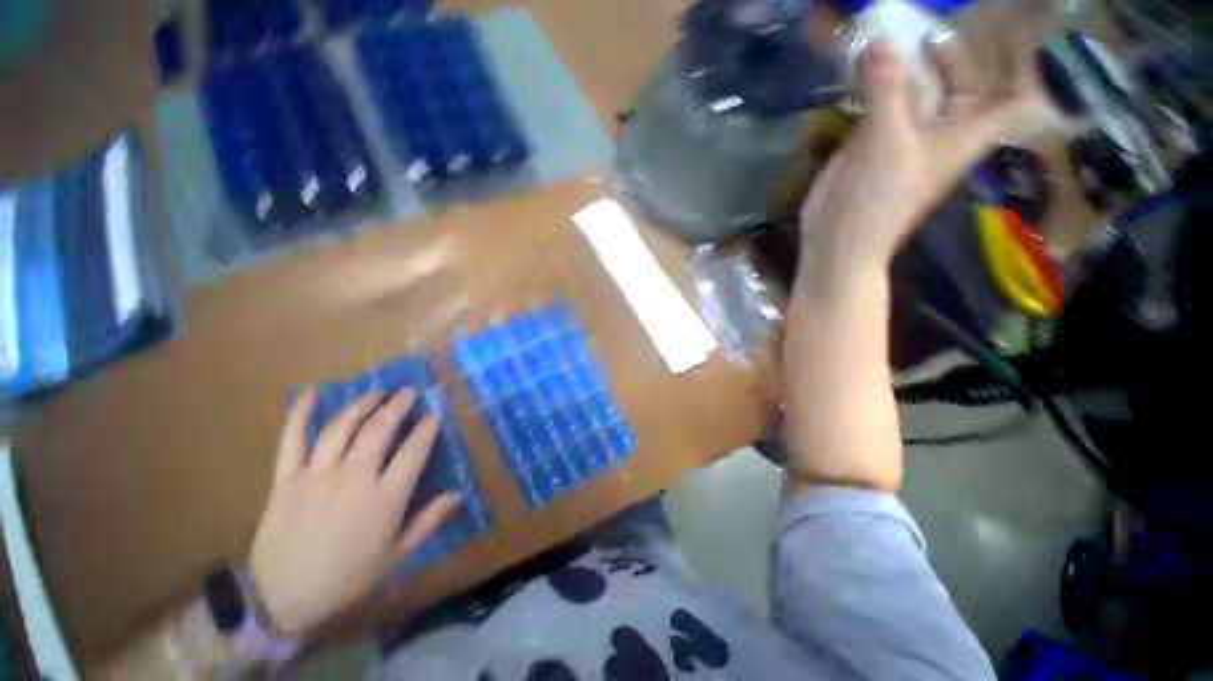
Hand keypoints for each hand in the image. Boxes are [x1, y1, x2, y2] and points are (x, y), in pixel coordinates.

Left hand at [249, 388, 461, 635]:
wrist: (282, 598)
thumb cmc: (347, 578)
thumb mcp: (396, 555)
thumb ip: (429, 521)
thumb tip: (458, 494)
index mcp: (384, 499)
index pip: (413, 453)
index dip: (426, 431)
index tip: (433, 417)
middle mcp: (352, 480)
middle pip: (378, 432)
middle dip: (397, 407)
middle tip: (408, 392)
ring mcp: (316, 476)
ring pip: (341, 429)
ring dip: (361, 405)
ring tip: (376, 392)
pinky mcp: (286, 479)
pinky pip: (291, 441)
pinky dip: (299, 414)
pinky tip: (310, 393)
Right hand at [799, 39, 1041, 282]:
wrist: (838, 240)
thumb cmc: (877, 197)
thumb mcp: (887, 140)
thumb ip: (886, 90)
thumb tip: (882, 41)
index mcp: (964, 133)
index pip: (1013, 97)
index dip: (1021, 66)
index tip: (1012, 32)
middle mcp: (940, 132)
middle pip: (960, 86)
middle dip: (952, 54)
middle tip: (928, 25)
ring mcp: (903, 140)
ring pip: (915, 94)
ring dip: (907, 67)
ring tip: (891, 35)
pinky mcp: (870, 149)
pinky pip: (881, 109)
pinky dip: (875, 88)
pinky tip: (863, 69)